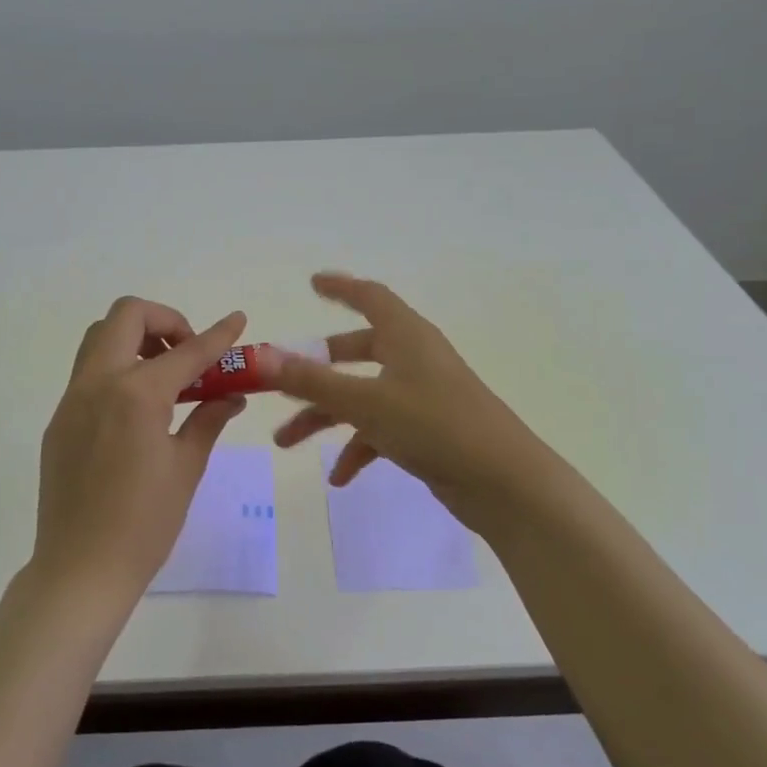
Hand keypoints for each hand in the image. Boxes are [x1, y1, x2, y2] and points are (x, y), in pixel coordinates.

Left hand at [30, 296, 249, 605]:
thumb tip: (231, 396)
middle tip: (187, 355)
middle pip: (126, 316)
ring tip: (165, 377)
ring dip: (135, 340)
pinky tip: (138, 411)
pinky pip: (88, 374)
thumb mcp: (186, 468)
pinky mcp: (59, 421)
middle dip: (164, 321)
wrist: (81, 568)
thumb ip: (208, 420)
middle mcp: (98, 383)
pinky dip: (117, 370)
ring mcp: (72, 400)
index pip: (187, 352)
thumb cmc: (145, 523)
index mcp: (136, 395)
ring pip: (99, 339)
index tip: (237, 319)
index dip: (218, 335)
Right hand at [263, 274, 559, 531]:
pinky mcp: (428, 430)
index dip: (341, 288)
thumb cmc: (435, 426)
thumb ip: (312, 381)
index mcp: (406, 336)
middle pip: (356, 352)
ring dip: (325, 417)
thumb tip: (262, 357)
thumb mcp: (366, 402)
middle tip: (281, 382)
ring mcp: (422, 396)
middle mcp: (414, 359)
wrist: (503, 483)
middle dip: (315, 371)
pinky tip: (341, 478)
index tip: (312, 283)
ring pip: (362, 397)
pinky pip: (381, 430)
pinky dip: (358, 448)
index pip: (370, 298)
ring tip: (287, 443)